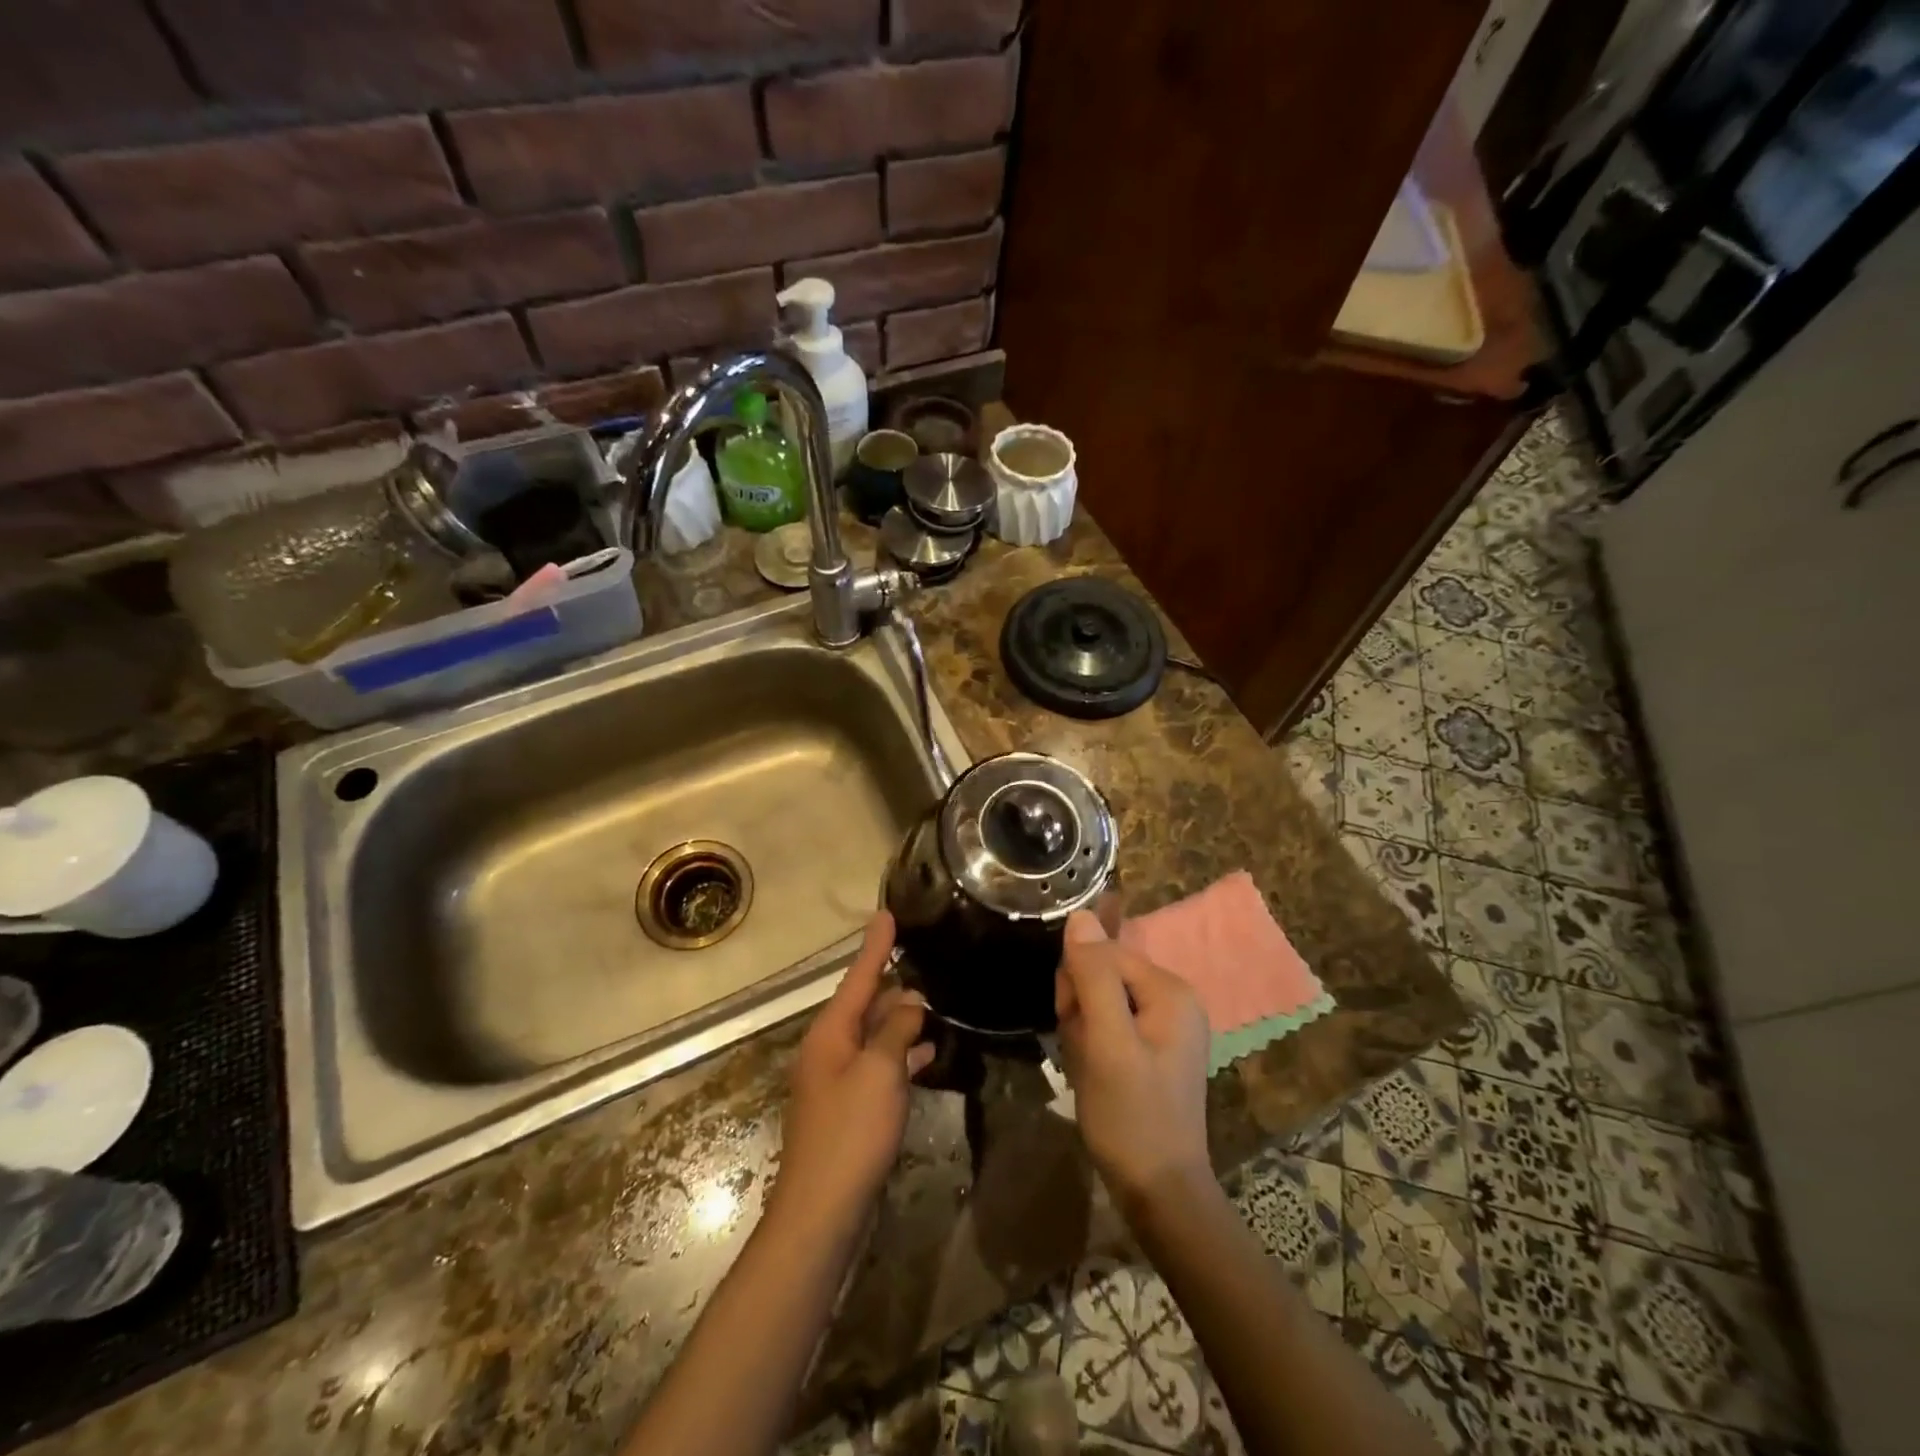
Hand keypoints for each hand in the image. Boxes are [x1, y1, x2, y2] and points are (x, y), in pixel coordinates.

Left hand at [772, 912, 933, 1228]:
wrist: (823, 1212)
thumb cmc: (851, 1132)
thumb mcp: (879, 1072)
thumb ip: (897, 1031)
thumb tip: (910, 1003)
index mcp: (829, 1033)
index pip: (857, 977)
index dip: (875, 946)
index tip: (887, 914)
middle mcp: (829, 1049)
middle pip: (864, 1004)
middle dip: (892, 984)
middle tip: (924, 960)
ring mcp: (837, 1081)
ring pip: (873, 1036)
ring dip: (901, 1020)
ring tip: (933, 1003)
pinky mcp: (850, 1108)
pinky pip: (878, 1066)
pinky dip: (901, 1055)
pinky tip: (928, 1053)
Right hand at [1055, 911, 1211, 1212]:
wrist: (1159, 1192)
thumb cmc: (1132, 1116)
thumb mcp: (1106, 1042)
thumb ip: (1093, 976)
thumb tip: (1079, 915)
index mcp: (1170, 990)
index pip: (1104, 953)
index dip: (1077, 982)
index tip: (1072, 1023)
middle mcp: (1173, 998)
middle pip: (1103, 974)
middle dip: (1080, 1006)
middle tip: (1083, 1050)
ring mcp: (1165, 1025)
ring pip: (1100, 1000)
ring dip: (1082, 1028)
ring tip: (1088, 1067)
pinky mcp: (1152, 1048)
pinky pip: (1109, 1024)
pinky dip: (1092, 1044)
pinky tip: (1094, 1073)